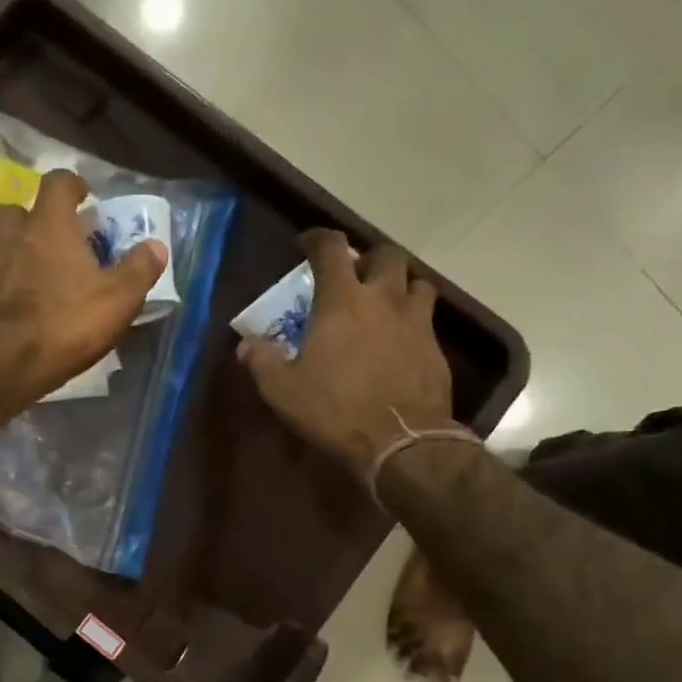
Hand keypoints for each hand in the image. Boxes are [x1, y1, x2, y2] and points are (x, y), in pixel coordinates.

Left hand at [0, 169, 167, 391]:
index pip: (58, 182)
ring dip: (16, 250)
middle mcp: (11, 232)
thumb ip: (138, 270)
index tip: (83, 197)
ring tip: (33, 274)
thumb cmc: (63, 323)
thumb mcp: (117, 300)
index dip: (72, 185)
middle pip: (21, 210)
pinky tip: (11, 304)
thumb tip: (156, 246)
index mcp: (49, 224)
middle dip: (37, 221)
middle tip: (56, 243)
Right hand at [237, 229, 455, 479]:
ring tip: (384, 303)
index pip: (332, 249)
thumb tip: (246, 344)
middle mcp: (384, 300)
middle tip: (353, 275)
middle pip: (386, 255)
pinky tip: (399, 342)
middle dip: (368, 258)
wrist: (401, 442)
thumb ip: (263, 361)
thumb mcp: (283, 390)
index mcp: (342, 301)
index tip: (306, 244)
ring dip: (400, 285)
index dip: (317, 239)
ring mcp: (416, 322)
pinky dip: (412, 320)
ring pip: (417, 283)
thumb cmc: (335, 410)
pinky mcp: (436, 349)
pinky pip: (427, 320)